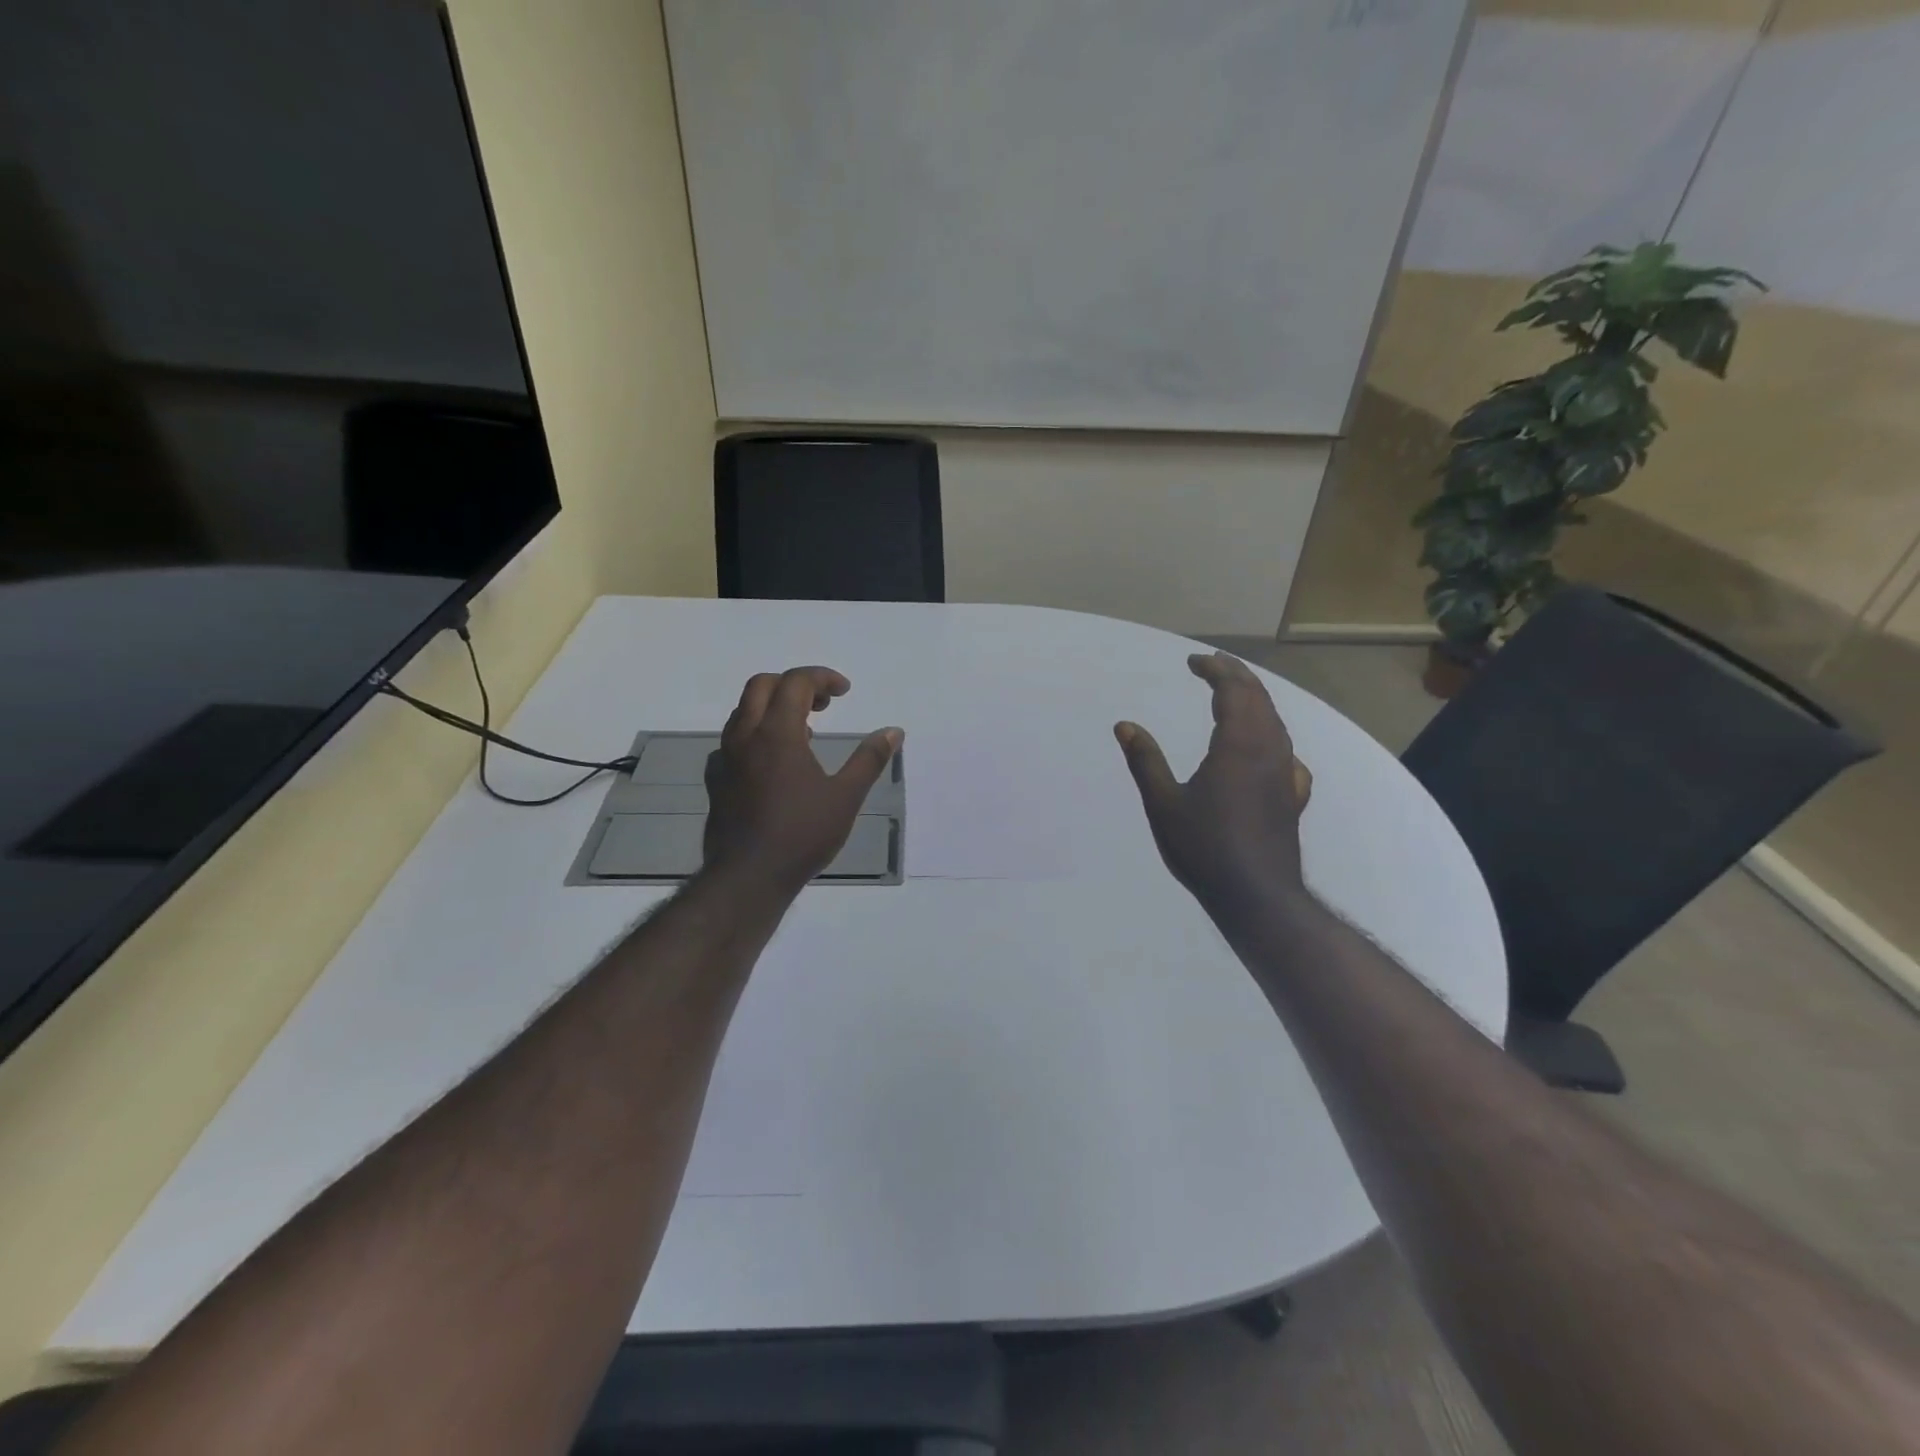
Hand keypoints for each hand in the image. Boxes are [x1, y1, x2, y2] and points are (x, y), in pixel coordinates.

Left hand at [703, 666, 901, 895]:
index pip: (795, 681)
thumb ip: (869, 759)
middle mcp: (746, 736)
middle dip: (794, 684)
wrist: (748, 876)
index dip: (823, 678)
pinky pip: (732, 742)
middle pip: (761, 685)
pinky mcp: (717, 780)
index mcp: (777, 733)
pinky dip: (755, 736)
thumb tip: (894, 731)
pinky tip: (772, 762)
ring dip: (774, 708)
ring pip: (744, 712)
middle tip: (823, 704)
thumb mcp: (846, 796)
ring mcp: (725, 758)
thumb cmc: (802, 834)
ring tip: (804, 733)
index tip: (845, 692)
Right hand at [1114, 651, 1312, 923]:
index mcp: (1239, 745)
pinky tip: (1268, 750)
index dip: (1215, 671)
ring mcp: (1286, 774)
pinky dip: (1272, 735)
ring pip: (1276, 723)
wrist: (1257, 895)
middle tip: (1214, 664)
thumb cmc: (1204, 848)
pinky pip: (1287, 752)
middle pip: (1259, 699)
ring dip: (1255, 701)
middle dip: (1237, 676)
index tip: (1194, 661)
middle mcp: (1269, 751)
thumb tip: (1124, 725)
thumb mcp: (1164, 803)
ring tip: (1235, 695)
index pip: (1233, 691)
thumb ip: (1145, 760)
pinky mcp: (1293, 797)